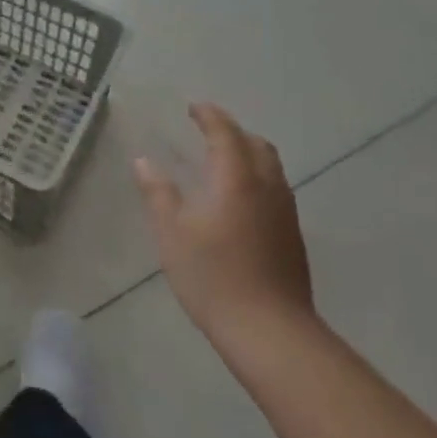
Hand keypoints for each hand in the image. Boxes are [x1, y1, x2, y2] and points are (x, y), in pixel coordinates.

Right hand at [135, 104, 314, 350]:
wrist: (270, 330)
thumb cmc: (213, 276)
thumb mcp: (172, 232)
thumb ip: (158, 193)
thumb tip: (144, 161)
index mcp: (237, 178)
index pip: (226, 133)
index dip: (210, 116)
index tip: (194, 107)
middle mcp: (268, 187)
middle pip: (257, 145)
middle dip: (233, 132)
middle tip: (207, 131)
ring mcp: (285, 212)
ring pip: (271, 167)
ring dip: (248, 154)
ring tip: (222, 161)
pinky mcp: (292, 236)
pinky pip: (275, 189)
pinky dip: (256, 177)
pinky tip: (238, 199)